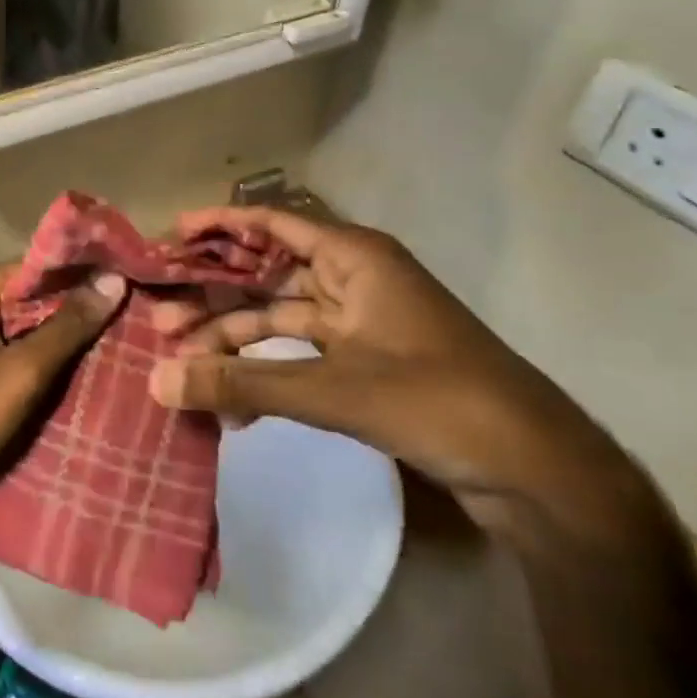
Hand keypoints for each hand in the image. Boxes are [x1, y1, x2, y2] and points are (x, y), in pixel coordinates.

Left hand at [0, 265, 126, 522]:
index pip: (47, 267)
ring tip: (136, 337)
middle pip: (45, 294)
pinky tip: (99, 365)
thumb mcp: (20, 372)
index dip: (92, 275)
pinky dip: (58, 355)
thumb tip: (115, 279)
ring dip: (78, 334)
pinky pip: (29, 347)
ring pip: (41, 323)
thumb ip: (67, 326)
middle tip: (149, 315)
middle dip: (89, 306)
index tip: (143, 283)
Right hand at [149, 207, 665, 548]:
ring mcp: (360, 325)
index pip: (271, 224)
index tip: (170, 237)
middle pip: (265, 276)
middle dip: (212, 299)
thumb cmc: (438, 401)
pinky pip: (298, 357)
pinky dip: (264, 376)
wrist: (539, 473)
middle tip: (159, 321)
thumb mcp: (331, 389)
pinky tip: (232, 409)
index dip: (219, 226)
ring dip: (232, 343)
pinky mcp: (365, 366)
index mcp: (354, 259)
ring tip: (180, 366)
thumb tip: (157, 383)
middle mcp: (353, 281)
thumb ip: (240, 384)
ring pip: (277, 320)